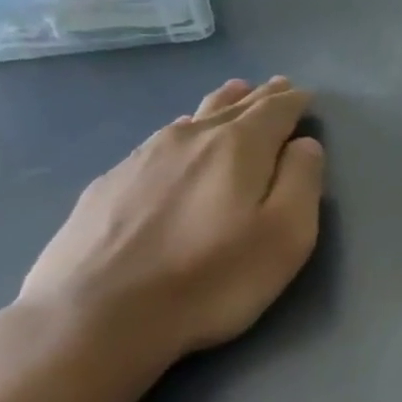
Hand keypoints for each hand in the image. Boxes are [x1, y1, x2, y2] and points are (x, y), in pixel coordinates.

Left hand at [19, 77, 324, 366]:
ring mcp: (142, 158)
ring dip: (220, 105)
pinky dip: (182, 130)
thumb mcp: (285, 236)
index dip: (293, 102)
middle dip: (259, 97)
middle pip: (232, 107)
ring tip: (233, 93)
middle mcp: (190, 139)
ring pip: (192, 119)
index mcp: (238, 148)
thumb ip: (301, 182)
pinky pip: (159, 141)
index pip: (274, 111)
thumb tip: (305, 145)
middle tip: (276, 85)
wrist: (96, 315)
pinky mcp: (109, 184)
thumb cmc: (212, 278)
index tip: (305, 95)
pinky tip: (178, 136)